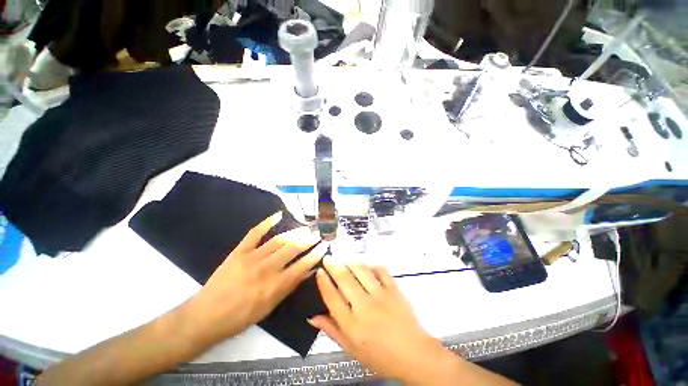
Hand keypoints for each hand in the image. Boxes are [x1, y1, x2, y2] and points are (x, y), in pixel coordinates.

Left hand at [185, 212, 326, 343]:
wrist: (206, 316)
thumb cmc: (240, 317)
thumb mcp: (269, 307)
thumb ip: (290, 287)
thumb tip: (308, 271)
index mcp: (275, 285)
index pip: (302, 265)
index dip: (316, 254)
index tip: (325, 246)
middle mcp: (266, 268)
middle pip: (293, 248)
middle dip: (308, 239)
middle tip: (317, 234)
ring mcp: (252, 257)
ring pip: (279, 240)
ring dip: (295, 232)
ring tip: (305, 228)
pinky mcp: (239, 251)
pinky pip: (255, 233)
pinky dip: (267, 222)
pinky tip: (279, 215)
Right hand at [309, 259, 447, 381]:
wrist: (413, 355)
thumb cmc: (380, 356)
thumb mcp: (351, 349)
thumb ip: (331, 330)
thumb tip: (312, 317)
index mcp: (352, 325)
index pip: (332, 297)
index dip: (323, 282)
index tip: (319, 271)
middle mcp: (365, 307)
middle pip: (344, 278)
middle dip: (333, 265)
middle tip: (328, 258)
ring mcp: (381, 295)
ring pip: (361, 270)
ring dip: (349, 261)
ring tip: (343, 258)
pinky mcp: (394, 289)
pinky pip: (380, 270)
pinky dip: (371, 264)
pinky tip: (365, 264)